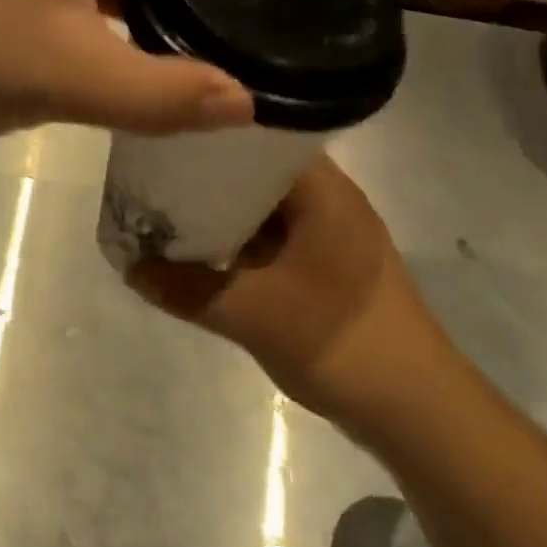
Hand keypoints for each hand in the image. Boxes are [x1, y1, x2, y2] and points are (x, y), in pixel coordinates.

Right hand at [131, 158, 444, 423]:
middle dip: (206, 178)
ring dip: (220, 215)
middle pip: (257, 173)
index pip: (260, 138)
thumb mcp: (254, 314)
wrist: (415, 411)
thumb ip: (188, 288)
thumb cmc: (342, 343)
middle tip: (150, 177)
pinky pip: (272, 241)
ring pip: (263, 210)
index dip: (210, 135)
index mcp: (323, 191)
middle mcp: (329, 202)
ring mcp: (329, 237)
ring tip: (163, 212)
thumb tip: (131, 267)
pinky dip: (239, 244)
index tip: (163, 139)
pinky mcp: (326, 269)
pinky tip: (200, 254)